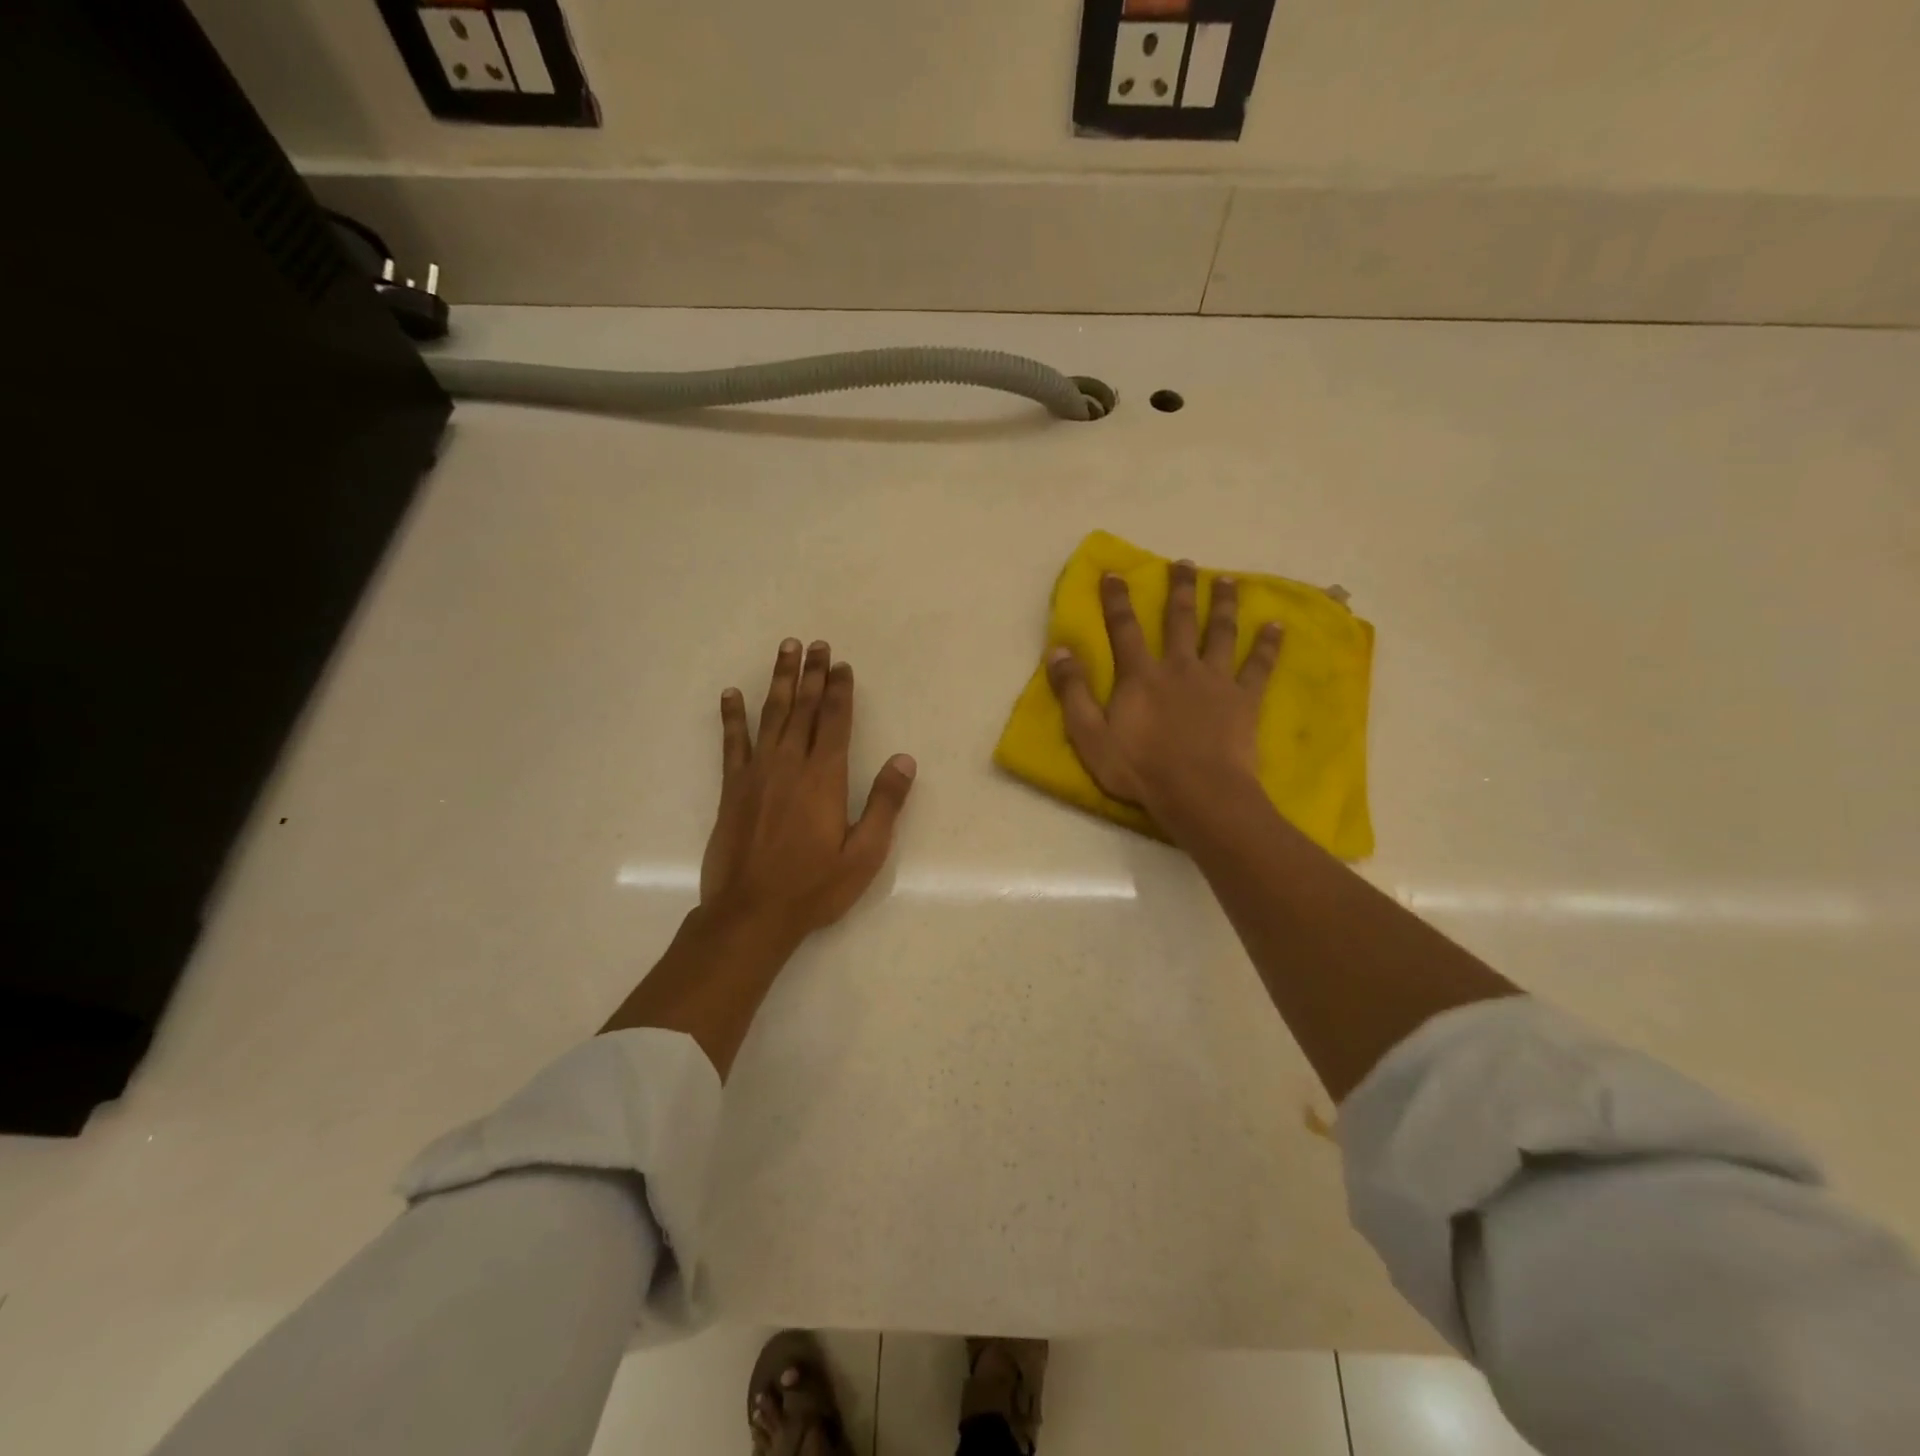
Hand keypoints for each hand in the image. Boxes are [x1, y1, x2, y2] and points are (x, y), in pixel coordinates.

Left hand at [701, 638, 916, 944]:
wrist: (751, 913)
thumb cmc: (814, 886)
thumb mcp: (864, 853)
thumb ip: (884, 804)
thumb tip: (904, 760)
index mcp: (824, 778)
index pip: (834, 721)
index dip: (839, 690)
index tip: (842, 665)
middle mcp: (789, 765)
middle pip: (802, 709)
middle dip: (811, 675)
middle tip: (816, 645)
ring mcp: (756, 774)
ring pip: (770, 715)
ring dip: (779, 681)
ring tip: (786, 651)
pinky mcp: (732, 789)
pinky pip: (732, 743)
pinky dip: (733, 717)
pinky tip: (731, 695)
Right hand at [1045, 561, 1281, 826]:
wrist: (1198, 793)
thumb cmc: (1140, 768)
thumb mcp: (1090, 735)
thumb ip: (1073, 692)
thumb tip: (1058, 650)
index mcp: (1140, 676)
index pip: (1124, 628)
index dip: (1117, 600)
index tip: (1115, 572)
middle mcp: (1179, 667)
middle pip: (1179, 620)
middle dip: (1179, 589)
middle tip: (1184, 564)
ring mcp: (1215, 680)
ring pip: (1220, 632)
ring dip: (1223, 604)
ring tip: (1227, 580)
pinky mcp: (1244, 699)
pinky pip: (1259, 665)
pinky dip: (1268, 644)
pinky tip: (1277, 624)